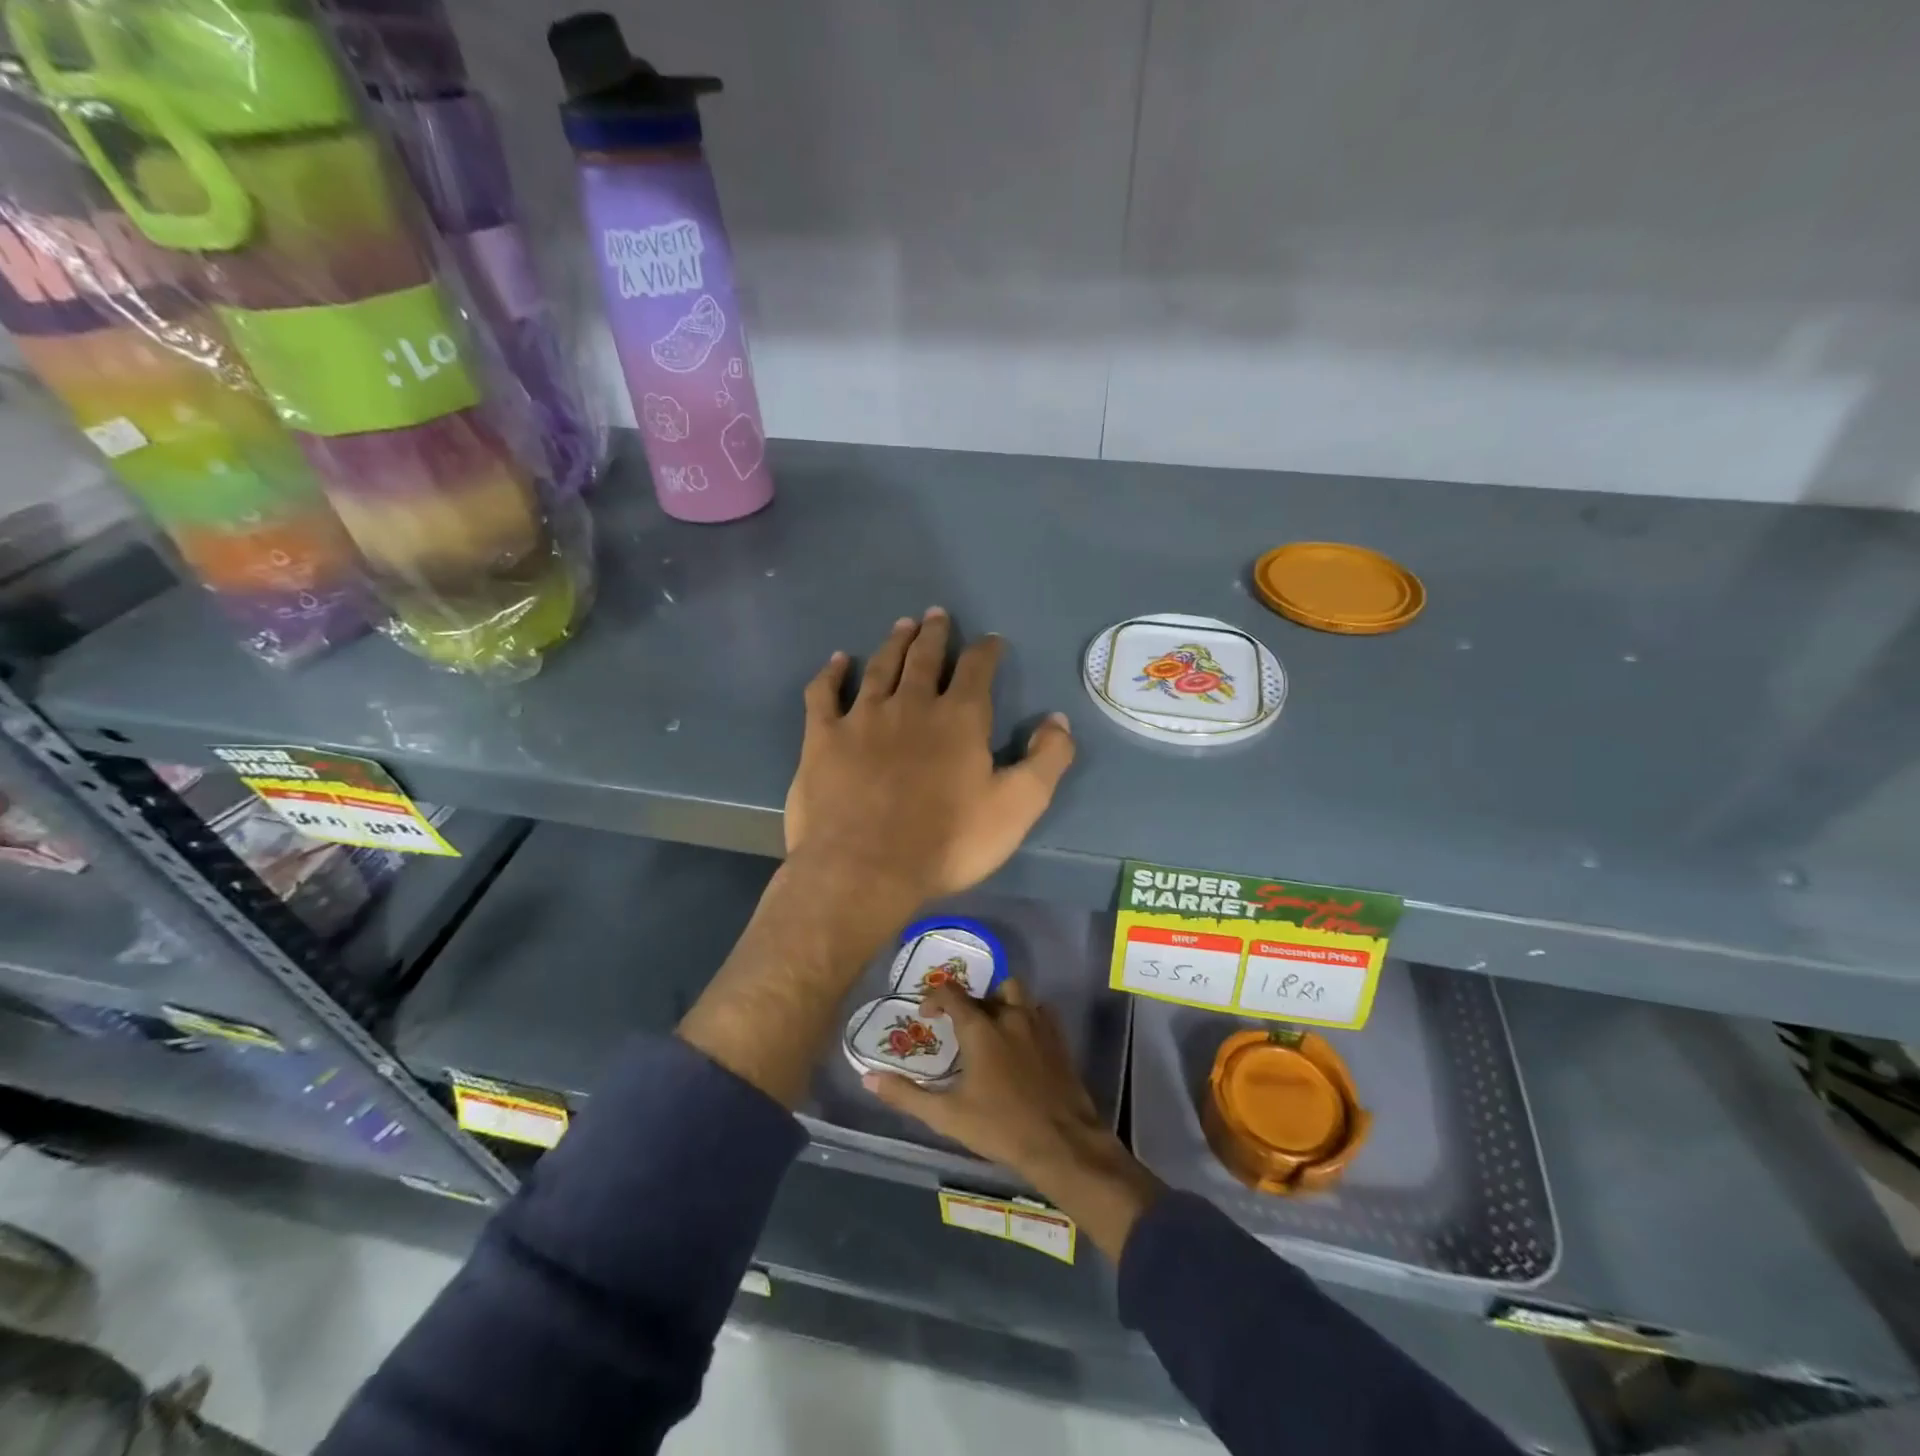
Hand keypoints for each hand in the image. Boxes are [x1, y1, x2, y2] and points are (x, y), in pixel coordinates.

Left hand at [785, 608, 1075, 910]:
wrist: (864, 870)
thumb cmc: (947, 842)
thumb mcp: (1017, 807)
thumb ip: (1046, 760)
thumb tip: (1058, 720)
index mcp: (958, 718)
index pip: (977, 669)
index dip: (986, 650)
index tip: (991, 640)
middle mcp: (911, 704)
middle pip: (925, 657)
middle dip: (935, 634)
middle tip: (937, 614)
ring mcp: (862, 717)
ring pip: (880, 667)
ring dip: (894, 643)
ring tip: (903, 625)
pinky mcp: (823, 737)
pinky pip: (824, 693)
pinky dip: (832, 673)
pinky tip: (838, 661)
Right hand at [863, 981, 1164, 1260]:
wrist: (1061, 1142)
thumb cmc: (1000, 1128)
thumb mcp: (947, 1115)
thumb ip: (907, 1094)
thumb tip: (868, 1078)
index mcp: (980, 1028)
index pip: (951, 994)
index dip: (934, 998)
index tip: (926, 1016)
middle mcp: (1009, 1016)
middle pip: (987, 990)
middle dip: (971, 1002)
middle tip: (961, 1027)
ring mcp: (1038, 1024)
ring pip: (1017, 994)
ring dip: (1001, 1002)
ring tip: (992, 1028)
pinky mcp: (1059, 1038)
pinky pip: (1040, 1012)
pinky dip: (1027, 1016)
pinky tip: (1021, 1041)